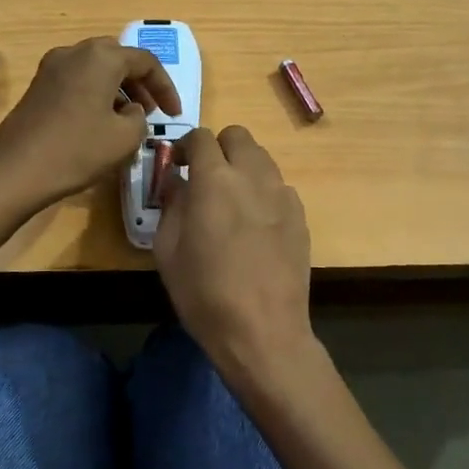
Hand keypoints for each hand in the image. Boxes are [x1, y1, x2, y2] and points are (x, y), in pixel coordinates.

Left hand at [0, 36, 180, 211]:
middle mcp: (75, 52)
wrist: (16, 170)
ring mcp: (51, 67)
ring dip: (117, 88)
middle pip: (118, 58)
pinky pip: (76, 80)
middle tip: (151, 110)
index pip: (145, 61)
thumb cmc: (77, 150)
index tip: (175, 114)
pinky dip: (95, 93)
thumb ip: (139, 117)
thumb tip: (130, 109)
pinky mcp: (37, 86)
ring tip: (127, 119)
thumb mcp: (125, 137)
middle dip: (140, 82)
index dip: (166, 87)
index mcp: (101, 57)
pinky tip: (99, 122)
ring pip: (95, 68)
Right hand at [155, 125, 313, 378]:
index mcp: (215, 180)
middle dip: (219, 148)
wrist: (263, 332)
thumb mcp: (167, 250)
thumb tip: (178, 183)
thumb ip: (172, 205)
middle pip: (238, 136)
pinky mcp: (301, 216)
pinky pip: (279, 187)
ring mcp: (282, 194)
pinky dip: (264, 193)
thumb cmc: (204, 293)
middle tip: (207, 178)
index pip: (201, 137)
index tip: (180, 166)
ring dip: (243, 168)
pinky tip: (256, 227)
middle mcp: (252, 176)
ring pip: (262, 158)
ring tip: (232, 202)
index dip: (187, 147)